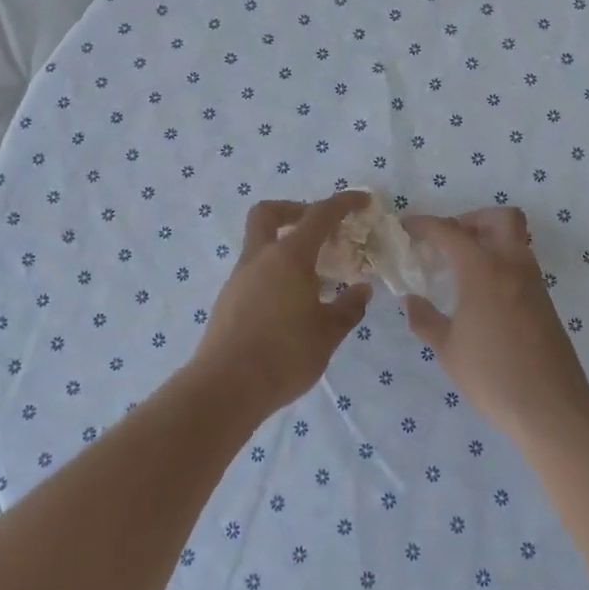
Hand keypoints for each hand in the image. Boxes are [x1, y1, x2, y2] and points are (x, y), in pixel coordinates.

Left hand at [194, 193, 373, 414]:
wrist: (225, 388)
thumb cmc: (284, 355)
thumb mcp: (327, 334)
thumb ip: (348, 308)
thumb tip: (361, 290)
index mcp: (288, 257)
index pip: (319, 215)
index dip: (343, 203)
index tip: (363, 201)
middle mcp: (260, 259)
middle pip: (269, 214)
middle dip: (295, 210)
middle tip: (320, 229)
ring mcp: (239, 279)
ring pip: (260, 244)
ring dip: (286, 247)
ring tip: (315, 278)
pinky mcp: (228, 301)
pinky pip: (255, 272)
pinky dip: (275, 273)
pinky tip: (292, 304)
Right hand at [401, 208, 588, 441]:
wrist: (551, 406)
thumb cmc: (492, 375)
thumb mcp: (448, 350)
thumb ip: (426, 320)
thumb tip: (411, 301)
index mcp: (484, 270)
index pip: (450, 232)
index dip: (425, 225)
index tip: (407, 228)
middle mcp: (513, 265)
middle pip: (499, 218)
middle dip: (471, 220)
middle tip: (448, 242)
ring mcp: (533, 282)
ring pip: (515, 239)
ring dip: (488, 240)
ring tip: (460, 268)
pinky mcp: (544, 301)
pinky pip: (521, 264)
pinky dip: (500, 263)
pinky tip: (481, 294)